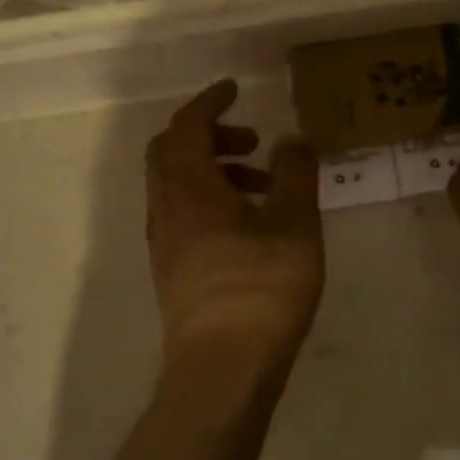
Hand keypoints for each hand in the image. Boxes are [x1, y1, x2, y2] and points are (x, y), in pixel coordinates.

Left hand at [146, 80, 324, 384]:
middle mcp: (166, 209)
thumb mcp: (295, 223)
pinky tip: (248, 226)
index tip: (234, 90)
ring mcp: (164, 243)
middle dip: (209, 135)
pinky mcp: (172, 271)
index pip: (187, 126)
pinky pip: (182, 214)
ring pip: (177, 186)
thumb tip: (291, 140)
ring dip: (213, 170)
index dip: (209, 102)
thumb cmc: (262, 288)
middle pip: (171, 152)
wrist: (222, 369)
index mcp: (189, 188)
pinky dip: (209, 200)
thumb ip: (296, 173)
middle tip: (251, 141)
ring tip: (262, 186)